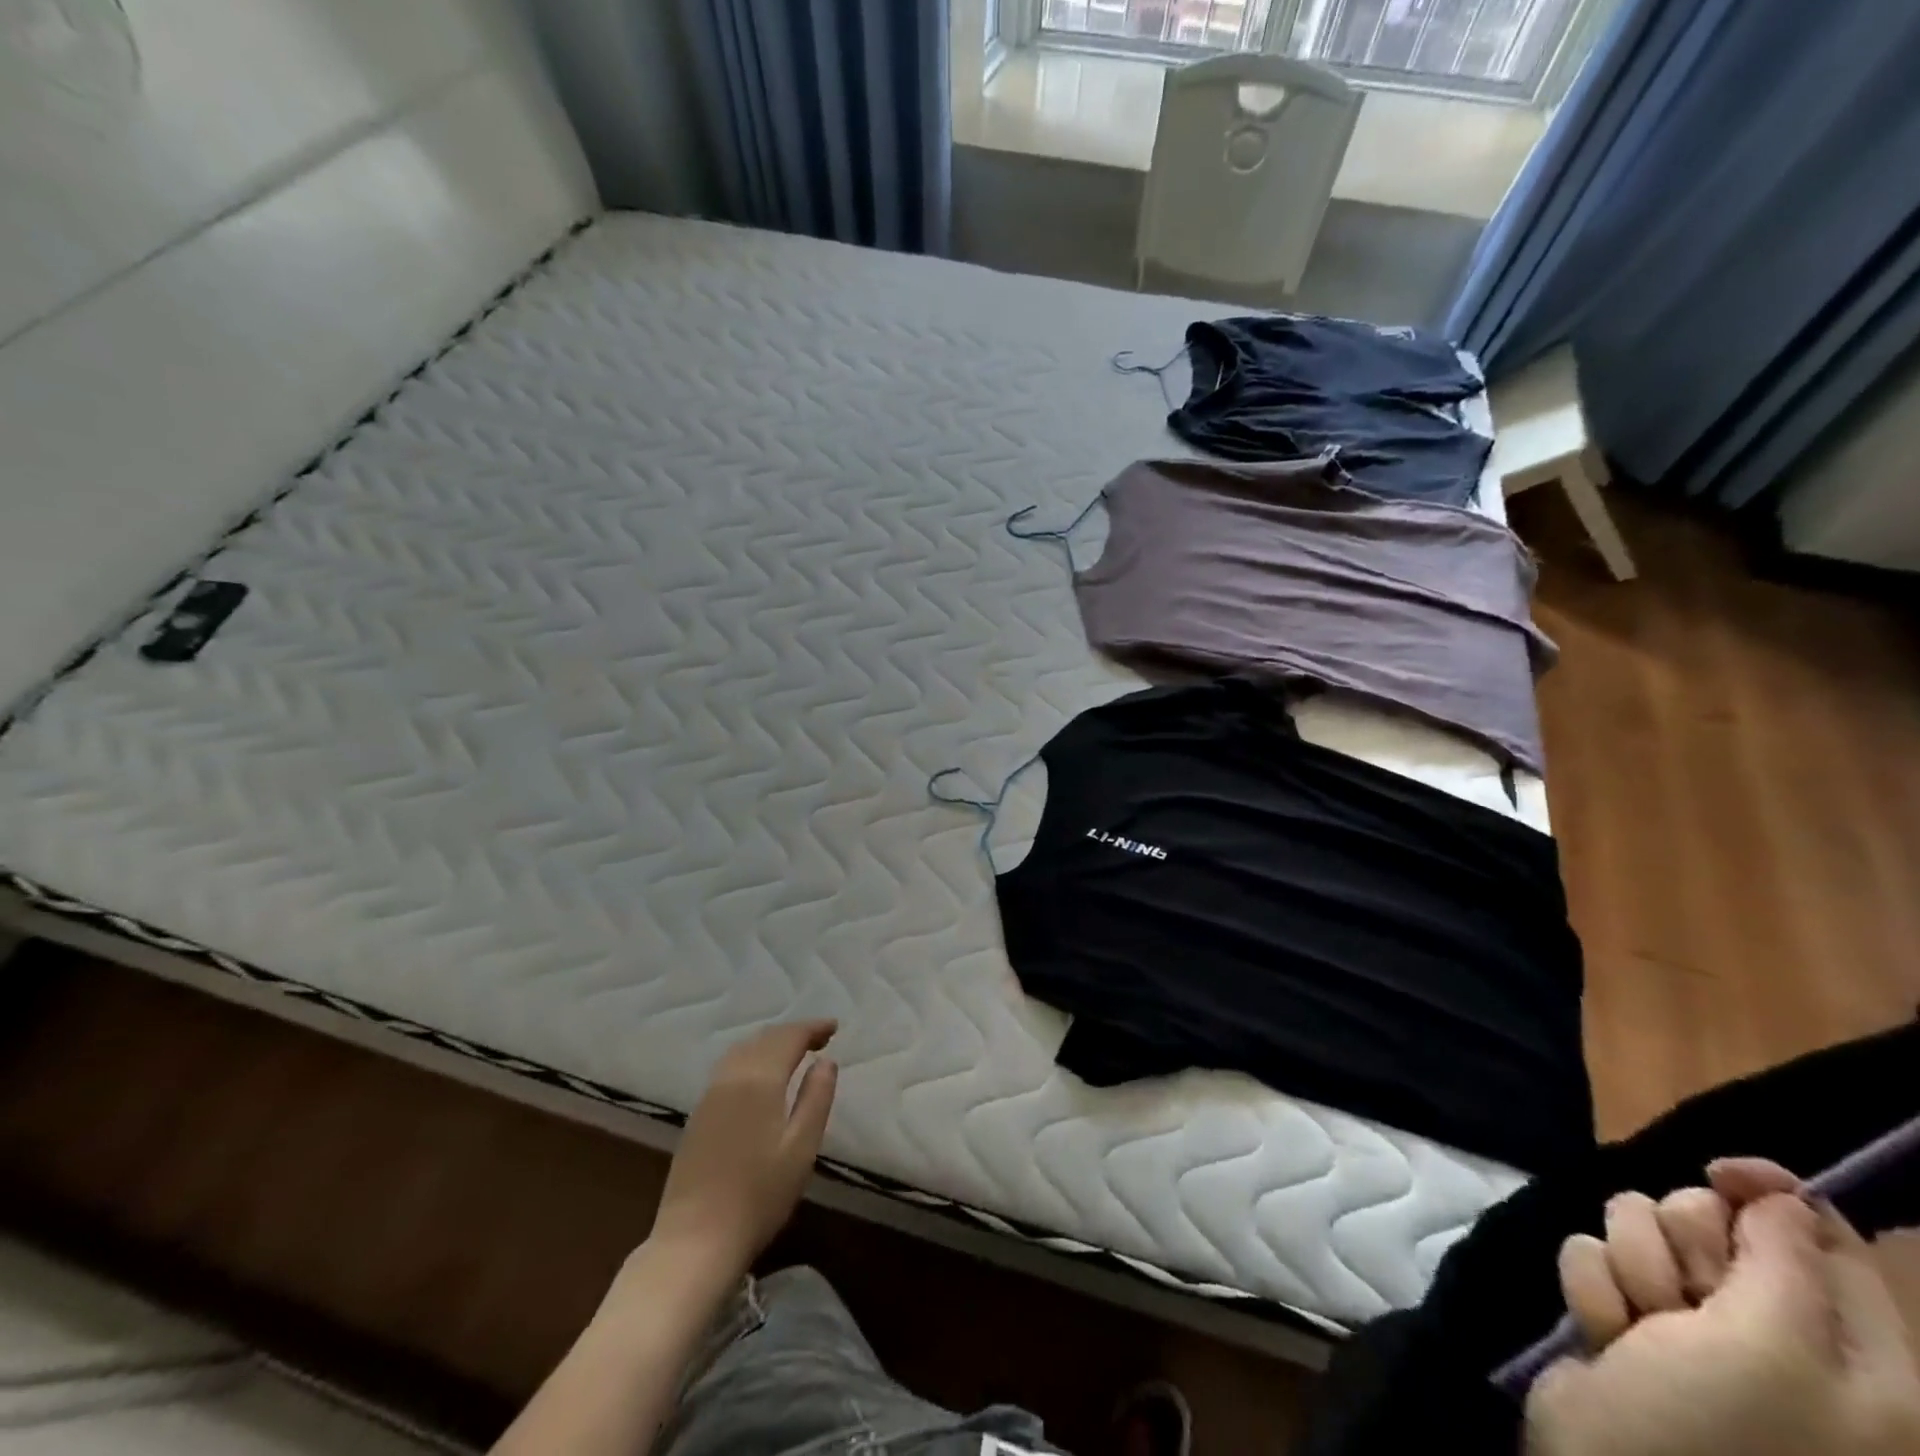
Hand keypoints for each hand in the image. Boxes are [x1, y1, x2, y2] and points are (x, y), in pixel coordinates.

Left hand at [646, 1020, 838, 1282]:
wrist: (695, 1242)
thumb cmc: (758, 1197)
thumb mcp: (801, 1149)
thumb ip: (816, 1098)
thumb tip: (826, 1061)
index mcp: (759, 1080)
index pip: (788, 1037)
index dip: (812, 1028)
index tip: (834, 1027)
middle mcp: (730, 1078)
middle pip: (764, 1039)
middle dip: (793, 1032)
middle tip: (820, 1038)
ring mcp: (709, 1096)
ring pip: (742, 1050)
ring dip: (770, 1043)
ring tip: (794, 1052)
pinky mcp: (698, 1116)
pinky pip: (728, 1068)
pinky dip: (752, 1058)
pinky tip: (761, 1076)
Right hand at [1524, 1160, 1919, 1455]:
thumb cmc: (1718, 1433)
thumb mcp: (1771, 1349)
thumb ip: (1784, 1259)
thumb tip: (1777, 1193)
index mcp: (1853, 1357)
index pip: (1824, 1237)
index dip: (1771, 1192)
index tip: (1721, 1169)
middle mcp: (1777, 1335)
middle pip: (1711, 1221)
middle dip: (1679, 1243)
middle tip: (1684, 1299)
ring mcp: (1691, 1328)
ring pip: (1639, 1230)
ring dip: (1630, 1271)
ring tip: (1638, 1330)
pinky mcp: (1625, 1320)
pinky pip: (1595, 1258)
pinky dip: (1596, 1293)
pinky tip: (1606, 1340)